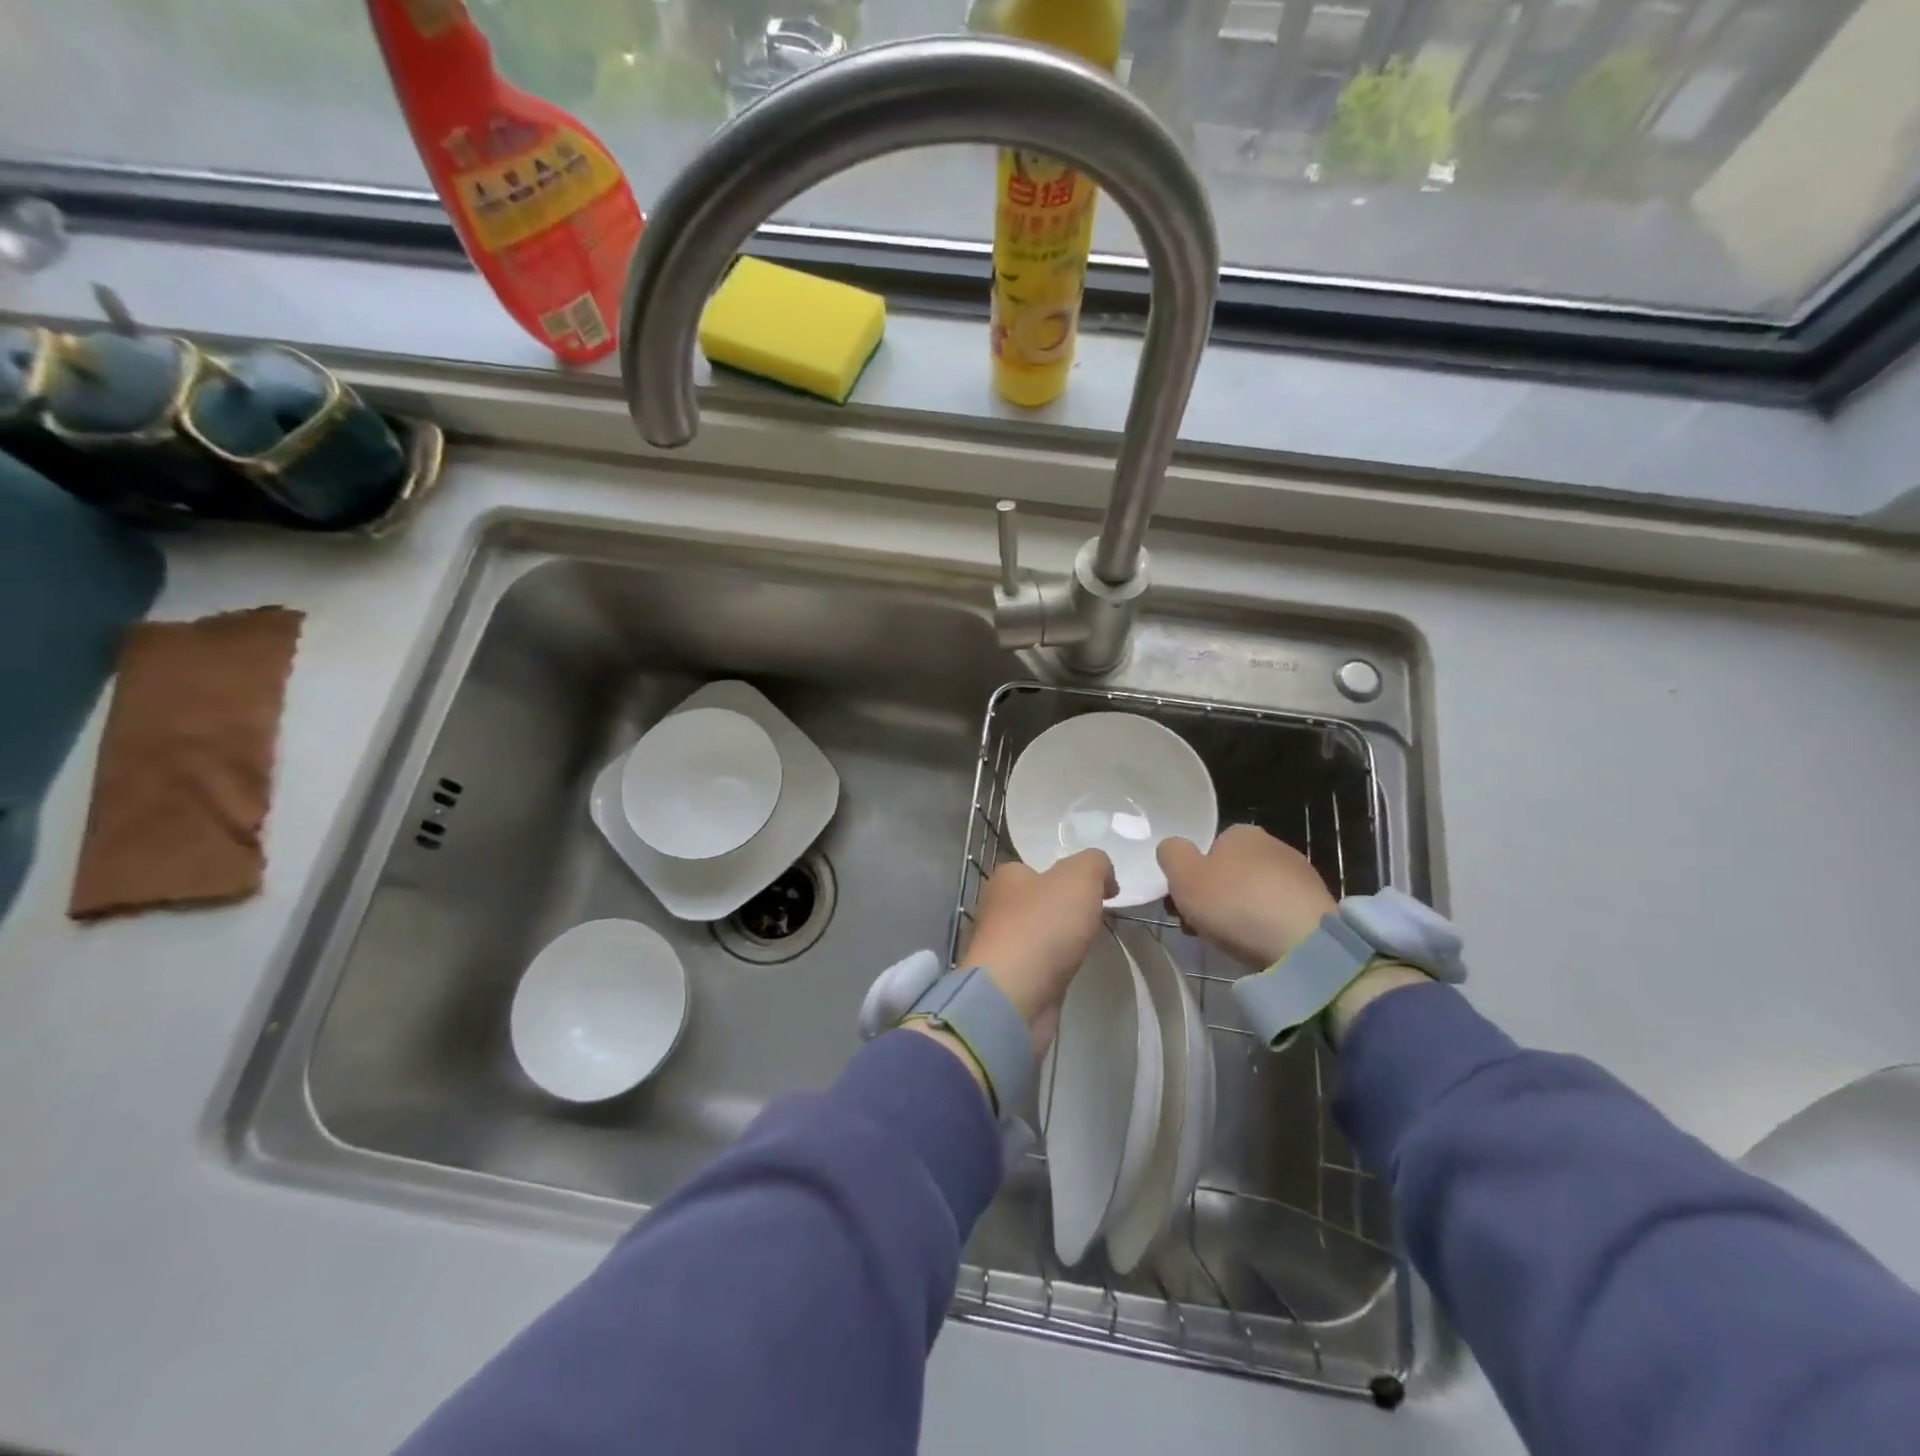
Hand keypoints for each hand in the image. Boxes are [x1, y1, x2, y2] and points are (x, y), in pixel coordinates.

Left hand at [960, 850, 1115, 1054]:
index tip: (1099, 892)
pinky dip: (1055, 966)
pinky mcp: (1009, 979)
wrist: (1014, 996)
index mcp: (1006, 877)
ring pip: (1040, 934)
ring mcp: (1001, 945)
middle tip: (1096, 918)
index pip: (1038, 867)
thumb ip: (1096, 864)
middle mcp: (997, 907)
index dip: (1070, 876)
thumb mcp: (1080, 876)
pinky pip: (1039, 964)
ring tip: (1086, 946)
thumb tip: (1105, 877)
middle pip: (1040, 901)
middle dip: (1067, 909)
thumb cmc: (1042, 926)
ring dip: (1061, 939)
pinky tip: (1070, 970)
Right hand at [1157, 825, 1334, 969]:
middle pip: (1229, 874)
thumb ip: (1171, 854)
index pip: (1207, 851)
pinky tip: (1259, 946)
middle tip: (1198, 928)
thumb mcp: (1183, 875)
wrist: (1302, 944)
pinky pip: (1277, 914)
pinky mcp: (1317, 907)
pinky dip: (1265, 928)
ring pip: (1253, 895)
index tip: (1182, 905)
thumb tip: (1174, 849)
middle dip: (1212, 899)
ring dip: (1237, 915)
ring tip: (1227, 942)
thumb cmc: (1234, 902)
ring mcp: (1300, 876)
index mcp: (1241, 833)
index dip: (1190, 878)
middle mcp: (1273, 845)